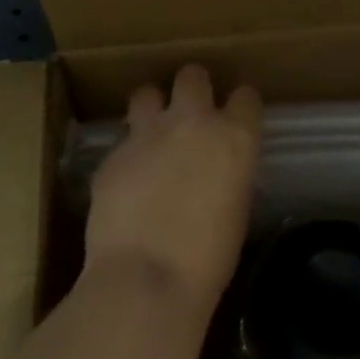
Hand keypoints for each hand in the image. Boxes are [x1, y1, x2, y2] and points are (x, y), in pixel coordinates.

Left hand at [85, 65, 262, 316]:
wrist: (145, 282)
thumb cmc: (208, 260)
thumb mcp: (236, 209)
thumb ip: (228, 172)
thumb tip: (219, 168)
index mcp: (234, 136)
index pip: (246, 96)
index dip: (240, 106)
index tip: (236, 119)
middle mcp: (193, 121)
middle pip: (193, 75)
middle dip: (193, 89)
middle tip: (190, 116)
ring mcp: (148, 133)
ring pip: (148, 93)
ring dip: (152, 109)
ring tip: (152, 135)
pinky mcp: (113, 155)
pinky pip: (122, 142)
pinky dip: (127, 156)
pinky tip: (127, 184)